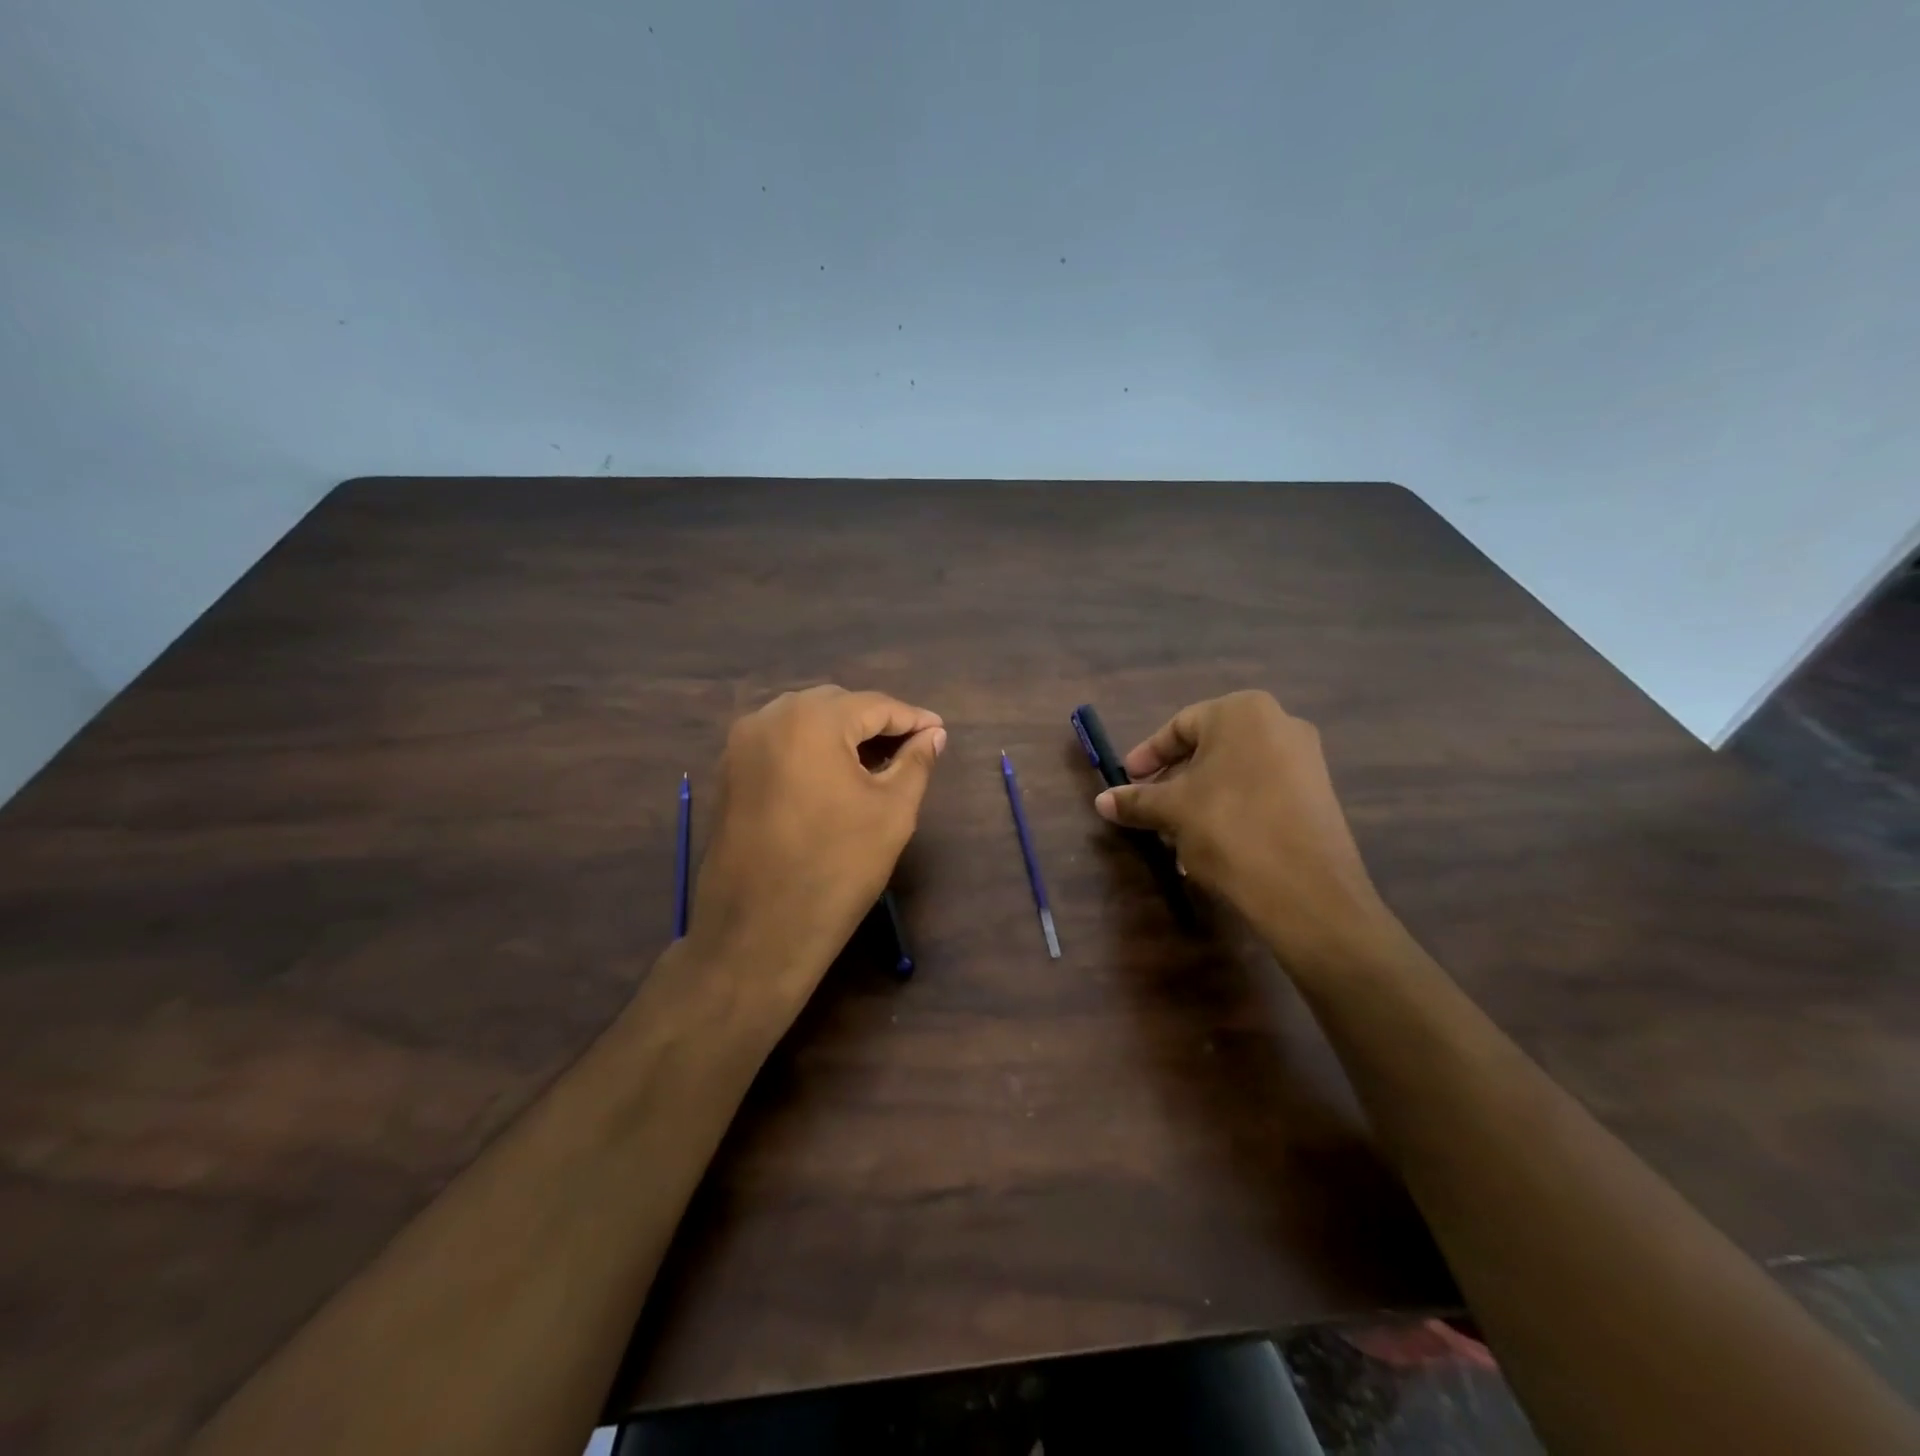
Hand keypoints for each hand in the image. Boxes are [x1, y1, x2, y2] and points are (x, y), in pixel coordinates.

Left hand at [688, 686, 945, 1003]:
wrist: (757, 932)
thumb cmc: (836, 867)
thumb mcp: (892, 812)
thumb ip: (916, 763)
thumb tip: (933, 735)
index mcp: (811, 720)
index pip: (874, 705)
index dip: (912, 718)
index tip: (939, 731)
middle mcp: (769, 718)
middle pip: (835, 705)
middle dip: (875, 722)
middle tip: (910, 747)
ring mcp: (741, 745)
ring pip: (803, 720)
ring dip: (841, 733)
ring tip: (876, 761)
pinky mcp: (729, 772)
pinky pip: (779, 742)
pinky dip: (810, 748)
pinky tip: (834, 776)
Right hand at [1094, 691, 1392, 972]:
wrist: (1305, 888)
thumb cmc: (1228, 827)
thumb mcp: (1172, 811)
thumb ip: (1136, 800)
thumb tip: (1102, 801)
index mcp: (1242, 712)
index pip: (1180, 726)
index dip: (1147, 755)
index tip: (1126, 779)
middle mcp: (1279, 723)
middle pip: (1209, 749)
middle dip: (1173, 780)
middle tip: (1149, 807)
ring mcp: (1305, 759)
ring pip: (1233, 773)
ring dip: (1198, 799)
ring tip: (1175, 834)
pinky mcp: (1316, 794)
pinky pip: (1259, 792)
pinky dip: (1230, 810)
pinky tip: (1210, 845)